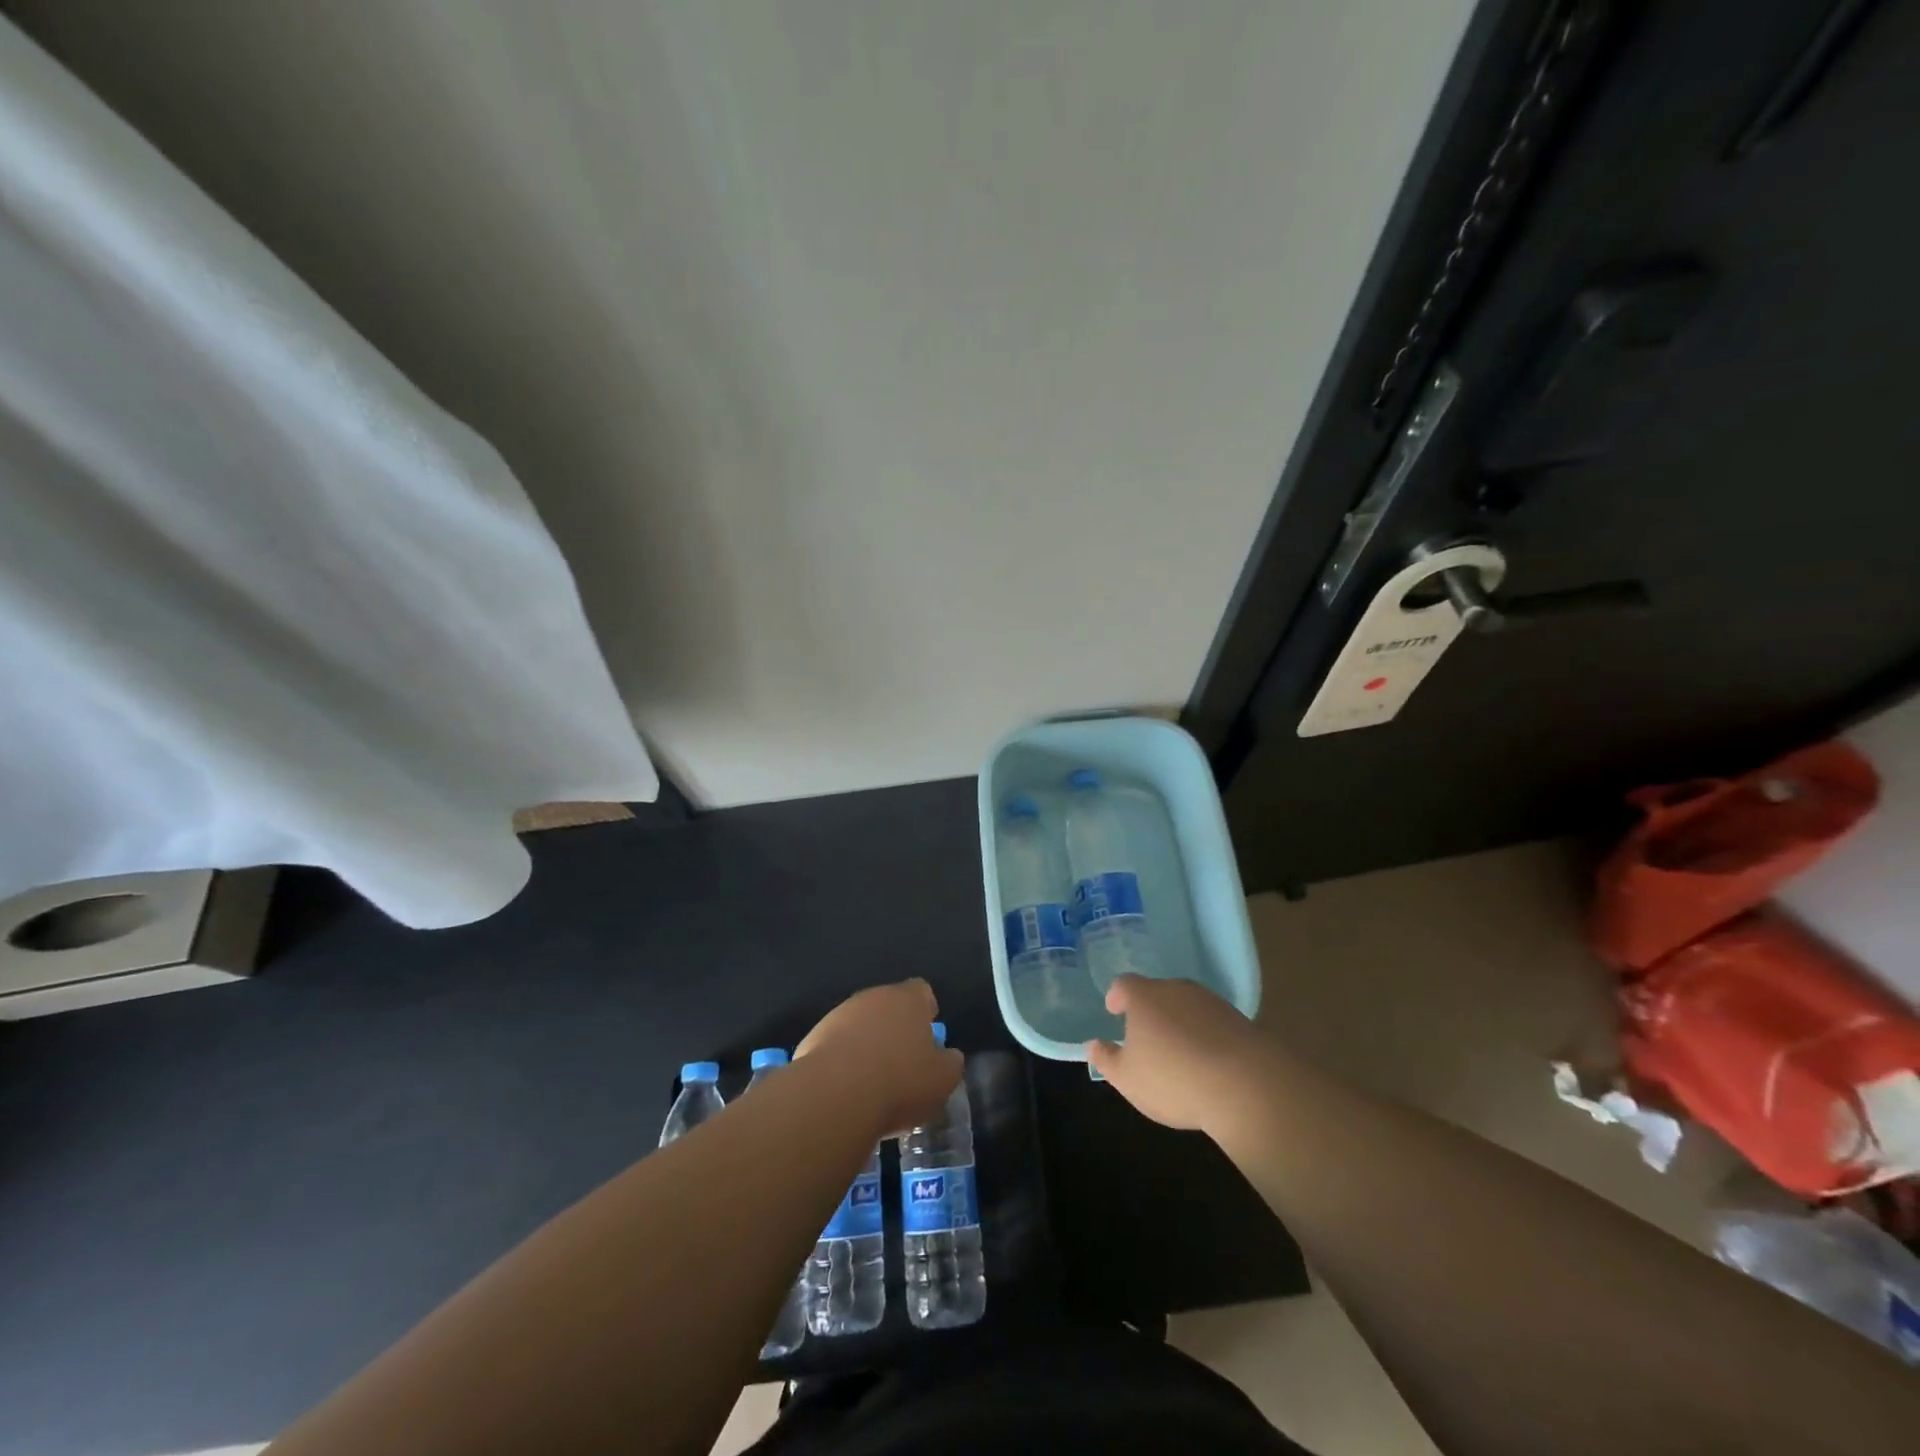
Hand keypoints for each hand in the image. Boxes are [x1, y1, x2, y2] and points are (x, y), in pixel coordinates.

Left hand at [797, 979, 961, 1135]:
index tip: (928, 1037)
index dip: (926, 1012)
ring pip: (860, 1025)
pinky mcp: (813, 1037)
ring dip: (867, 1046)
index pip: (921, 992)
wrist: (834, 1095)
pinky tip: (847, 1090)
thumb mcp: (943, 1080)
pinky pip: (836, 1045)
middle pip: (888, 1007)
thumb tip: (948, 1056)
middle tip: (903, 1064)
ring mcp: (839, 1015)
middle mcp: (873, 997)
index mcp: (907, 999)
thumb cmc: (900, 1082)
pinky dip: (843, 1062)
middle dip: (895, 1030)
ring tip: (873, 1082)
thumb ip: (950, 1063)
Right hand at [1086, 976, 1265, 1135]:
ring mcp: (1210, 1001)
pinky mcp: (1239, 1019)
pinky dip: (1205, 1034)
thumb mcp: (1128, 1078)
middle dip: (1150, 1010)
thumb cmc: (1173, 1078)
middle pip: (1157, 992)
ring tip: (1177, 1051)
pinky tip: (1207, 1061)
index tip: (1114, 1011)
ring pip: (1186, 1006)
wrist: (1245, 1085)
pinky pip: (1212, 1022)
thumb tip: (1093, 1045)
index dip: (1117, 997)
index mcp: (1144, 997)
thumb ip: (1107, 1059)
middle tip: (1146, 1036)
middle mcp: (1176, 989)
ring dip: (1179, 1022)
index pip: (1124, 985)